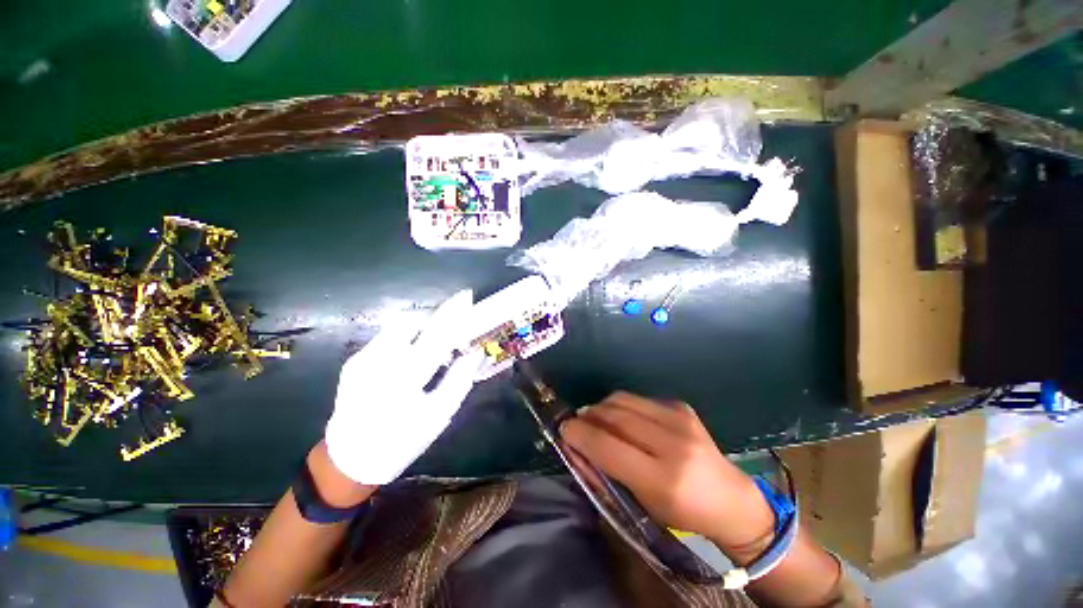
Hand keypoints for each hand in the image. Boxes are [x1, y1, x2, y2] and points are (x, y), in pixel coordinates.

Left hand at [325, 290, 483, 484]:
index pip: (436, 334)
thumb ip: (460, 379)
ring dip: (421, 325)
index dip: (453, 313)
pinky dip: (407, 337)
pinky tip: (413, 355)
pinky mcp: (354, 361)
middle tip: (453, 325)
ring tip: (435, 341)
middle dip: (435, 316)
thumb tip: (475, 352)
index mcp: (404, 378)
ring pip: (398, 326)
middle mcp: (379, 361)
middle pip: (412, 320)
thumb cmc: (402, 441)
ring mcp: (362, 359)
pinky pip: (387, 337)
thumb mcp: (439, 414)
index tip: (467, 297)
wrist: (349, 460)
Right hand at [560, 392, 775, 556]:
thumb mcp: (640, 504)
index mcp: (663, 479)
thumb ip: (604, 473)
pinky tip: (626, 421)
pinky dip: (622, 407)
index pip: (607, 445)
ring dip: (602, 408)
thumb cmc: (682, 514)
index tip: (563, 429)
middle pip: (613, 414)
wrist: (731, 499)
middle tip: (578, 423)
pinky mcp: (681, 406)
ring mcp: (679, 419)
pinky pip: (638, 399)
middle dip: (588, 416)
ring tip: (598, 420)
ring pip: (622, 399)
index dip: (579, 433)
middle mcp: (672, 443)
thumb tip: (575, 445)